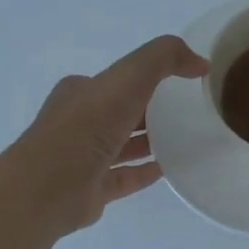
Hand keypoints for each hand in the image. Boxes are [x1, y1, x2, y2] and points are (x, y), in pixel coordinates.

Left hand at [17, 35, 207, 233]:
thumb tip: (200, 63)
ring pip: (122, 146)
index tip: (181, 83)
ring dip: (149, 142)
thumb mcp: (128, 77)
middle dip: (150, 110)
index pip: (117, 81)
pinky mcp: (92, 189)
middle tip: (189, 112)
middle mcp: (80, 122)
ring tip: (186, 140)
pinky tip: (169, 169)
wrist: (48, 187)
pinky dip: (145, 172)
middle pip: (121, 113)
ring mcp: (84, 158)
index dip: (147, 78)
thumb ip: (163, 59)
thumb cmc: (86, 126)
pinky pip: (125, 177)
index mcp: (82, 92)